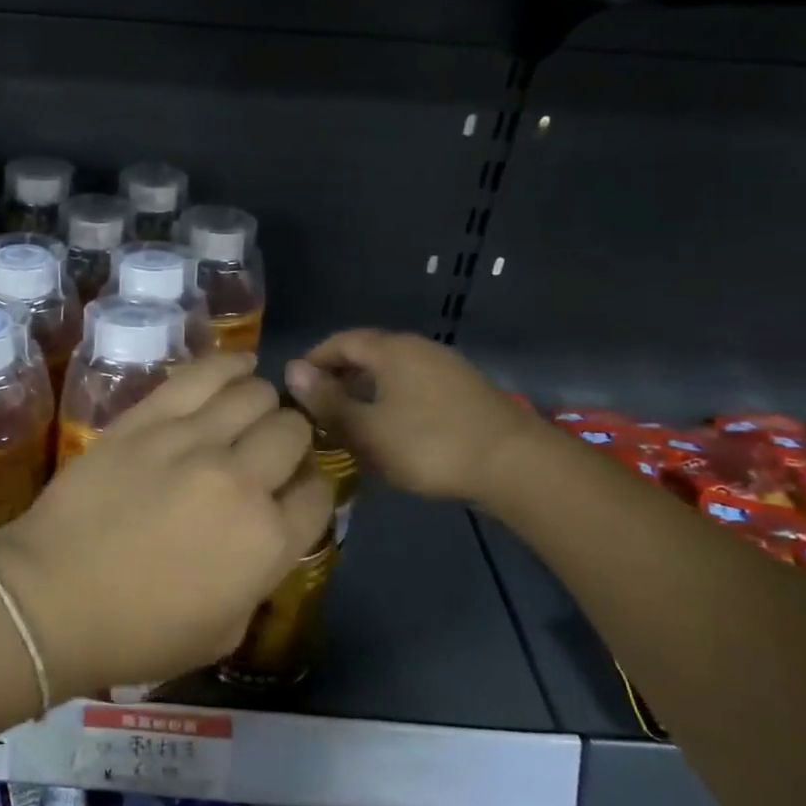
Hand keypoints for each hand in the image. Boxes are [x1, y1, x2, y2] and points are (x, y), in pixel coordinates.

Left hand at [0, 353, 331, 700]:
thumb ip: (260, 576)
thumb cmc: (136, 632)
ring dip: (261, 405)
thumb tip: (268, 532)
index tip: (292, 491)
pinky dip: (229, 366)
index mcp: (268, 542)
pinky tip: (238, 367)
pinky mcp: (149, 417)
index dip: (311, 488)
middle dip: (290, 442)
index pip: (321, 492)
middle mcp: (242, 481)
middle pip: (292, 432)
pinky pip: (203, 375)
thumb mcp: (225, 631)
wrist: (50, 598)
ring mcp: (194, 441)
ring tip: (245, 415)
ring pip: (255, 395)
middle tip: (264, 454)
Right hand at [284, 330, 537, 507]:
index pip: (341, 341)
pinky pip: (415, 385)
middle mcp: (419, 348)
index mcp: (391, 350)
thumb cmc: (429, 444)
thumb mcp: (367, 429)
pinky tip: (392, 429)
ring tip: (351, 420)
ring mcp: (447, 367)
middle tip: (319, 406)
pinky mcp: (466, 391)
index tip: (296, 387)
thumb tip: (290, 370)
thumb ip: (327, 401)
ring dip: (367, 389)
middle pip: (369, 353)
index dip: (315, 360)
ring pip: (394, 371)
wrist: (515, 465)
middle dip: (340, 375)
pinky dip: (393, 399)